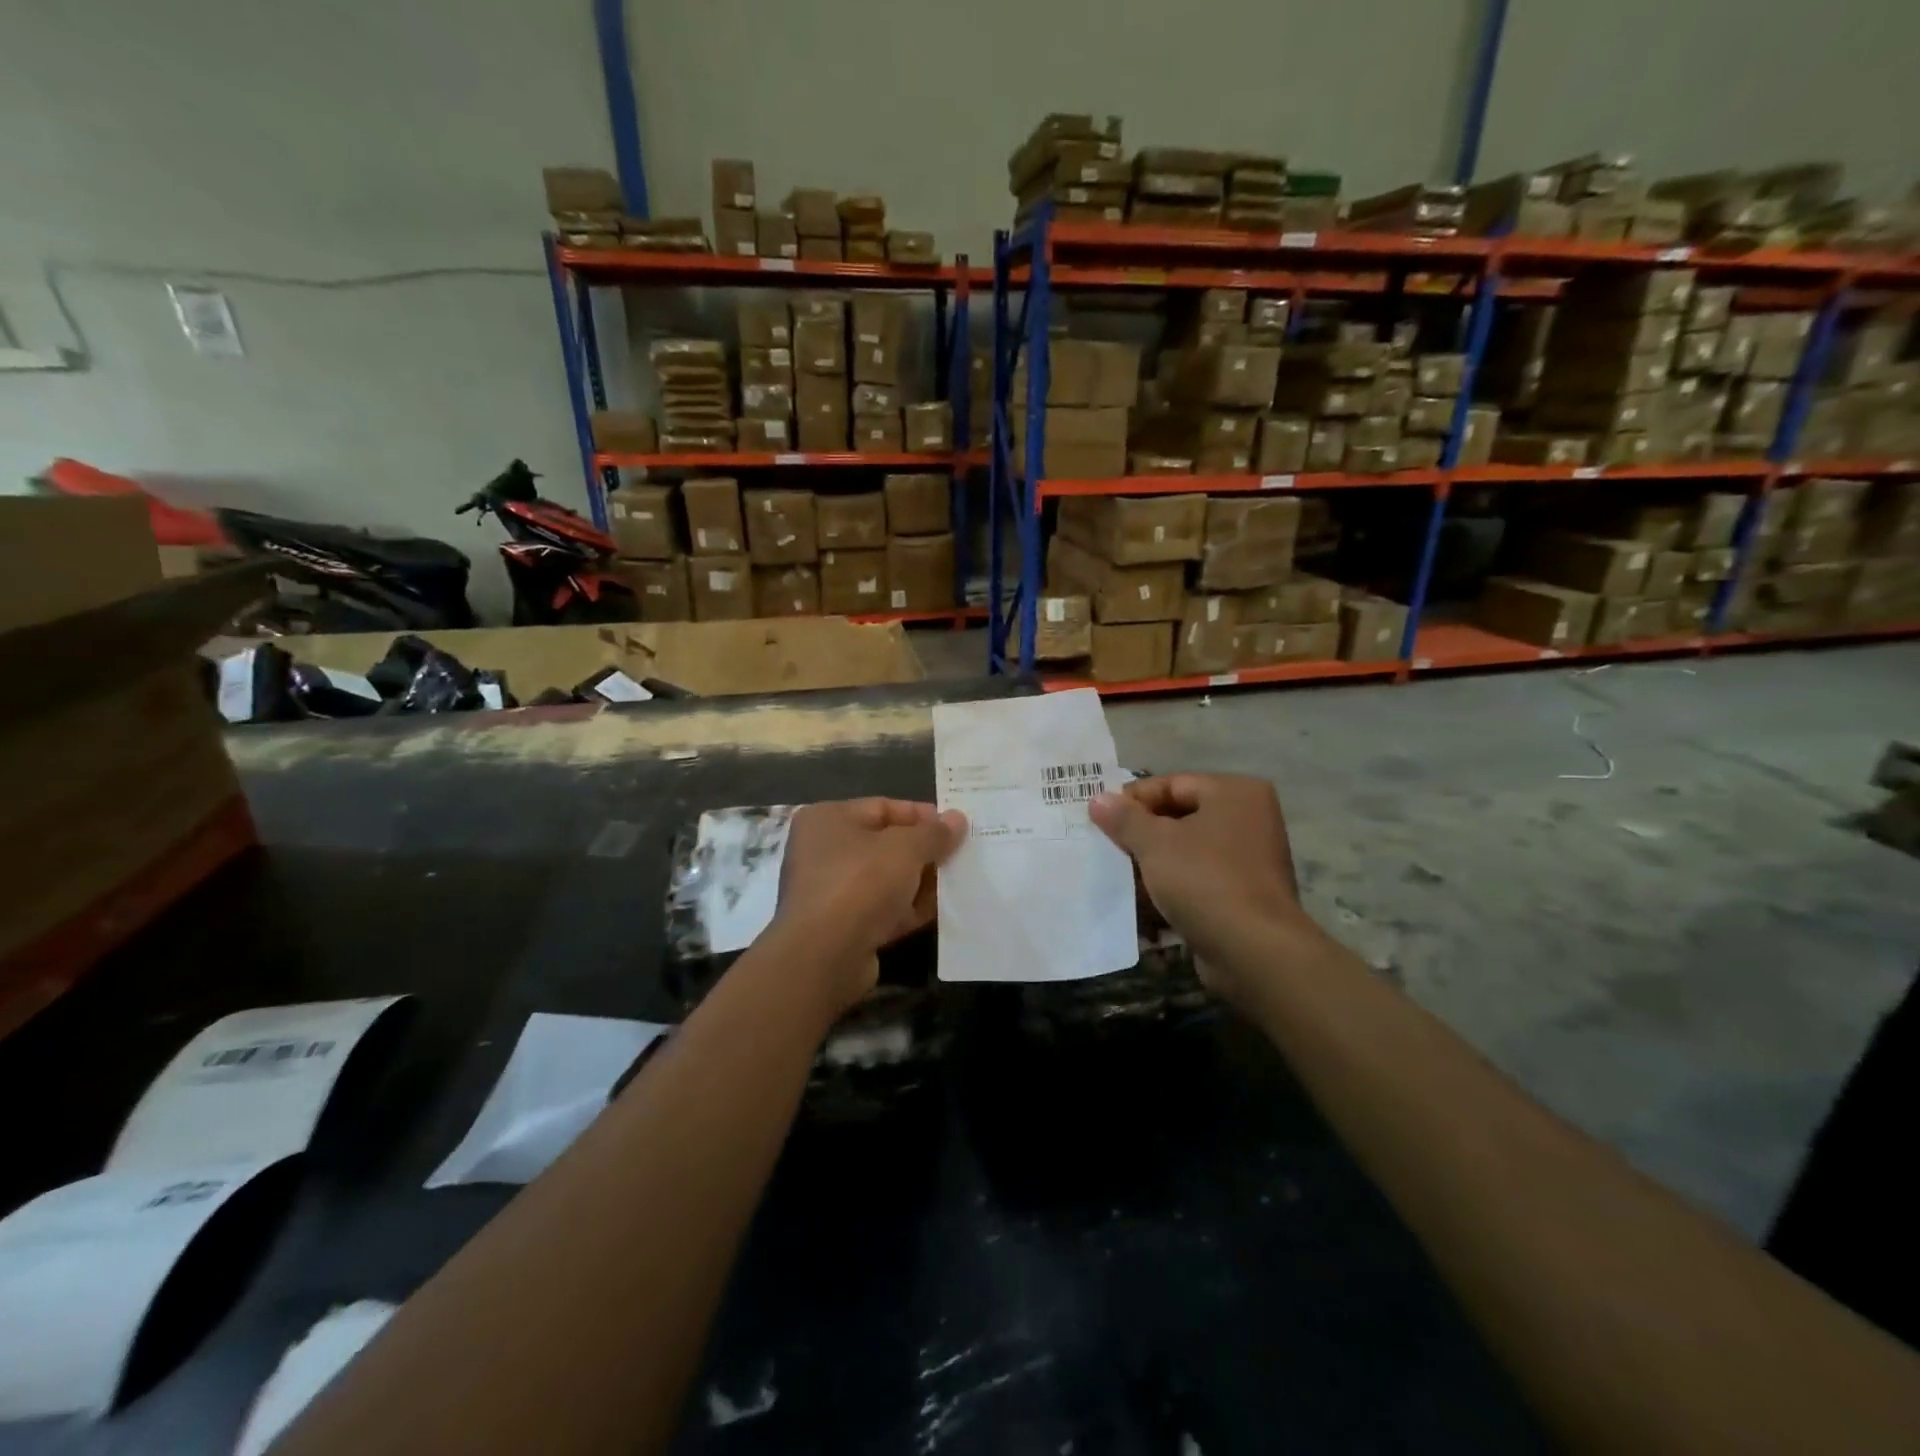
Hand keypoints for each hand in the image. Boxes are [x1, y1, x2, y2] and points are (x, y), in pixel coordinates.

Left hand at [769, 798, 967, 1014]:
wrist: (825, 956)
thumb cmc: (861, 883)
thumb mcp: (906, 848)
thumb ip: (934, 833)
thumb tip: (957, 819)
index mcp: (828, 819)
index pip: (883, 807)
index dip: (922, 815)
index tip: (956, 826)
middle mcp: (824, 851)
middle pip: (886, 844)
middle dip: (924, 850)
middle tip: (962, 854)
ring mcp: (832, 892)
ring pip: (887, 879)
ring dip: (921, 881)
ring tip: (959, 881)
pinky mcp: (843, 927)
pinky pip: (883, 909)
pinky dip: (909, 909)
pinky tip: (942, 910)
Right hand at [1089, 774, 1322, 999]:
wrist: (1253, 951)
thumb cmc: (1204, 880)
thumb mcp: (1155, 843)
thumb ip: (1124, 818)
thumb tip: (1098, 798)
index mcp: (1234, 793)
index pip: (1172, 784)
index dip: (1132, 799)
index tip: (1099, 818)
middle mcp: (1248, 819)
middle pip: (1179, 816)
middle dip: (1140, 833)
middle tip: (1105, 845)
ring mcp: (1249, 859)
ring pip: (1186, 851)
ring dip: (1152, 862)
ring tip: (1118, 873)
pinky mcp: (1243, 895)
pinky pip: (1198, 879)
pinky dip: (1171, 886)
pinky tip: (1142, 901)